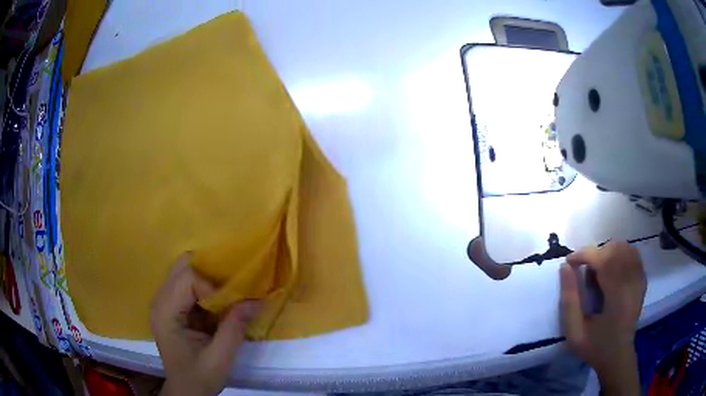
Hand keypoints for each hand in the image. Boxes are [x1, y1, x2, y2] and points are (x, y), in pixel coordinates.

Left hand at [151, 253, 261, 395]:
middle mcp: (160, 301)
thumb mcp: (221, 357)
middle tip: (230, 291)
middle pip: (183, 266)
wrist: (186, 390)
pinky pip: (187, 284)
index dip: (212, 287)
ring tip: (225, 297)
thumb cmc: (199, 377)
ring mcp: (164, 302)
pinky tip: (216, 305)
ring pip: (185, 271)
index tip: (230, 306)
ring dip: (207, 279)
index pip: (187, 278)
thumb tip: (257, 299)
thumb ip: (235, 326)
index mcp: (166, 313)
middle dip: (210, 274)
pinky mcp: (171, 306)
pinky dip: (205, 288)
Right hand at [559, 241, 645, 394]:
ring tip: (597, 269)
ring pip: (624, 247)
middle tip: (583, 269)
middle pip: (615, 249)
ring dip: (607, 252)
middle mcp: (631, 282)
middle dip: (595, 253)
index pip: (602, 259)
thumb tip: (564, 267)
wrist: (617, 356)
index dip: (583, 254)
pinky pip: (633, 253)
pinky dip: (619, 254)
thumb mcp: (574, 331)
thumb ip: (569, 300)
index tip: (569, 261)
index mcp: (616, 296)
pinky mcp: (642, 279)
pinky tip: (611, 268)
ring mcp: (639, 279)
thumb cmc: (594, 346)